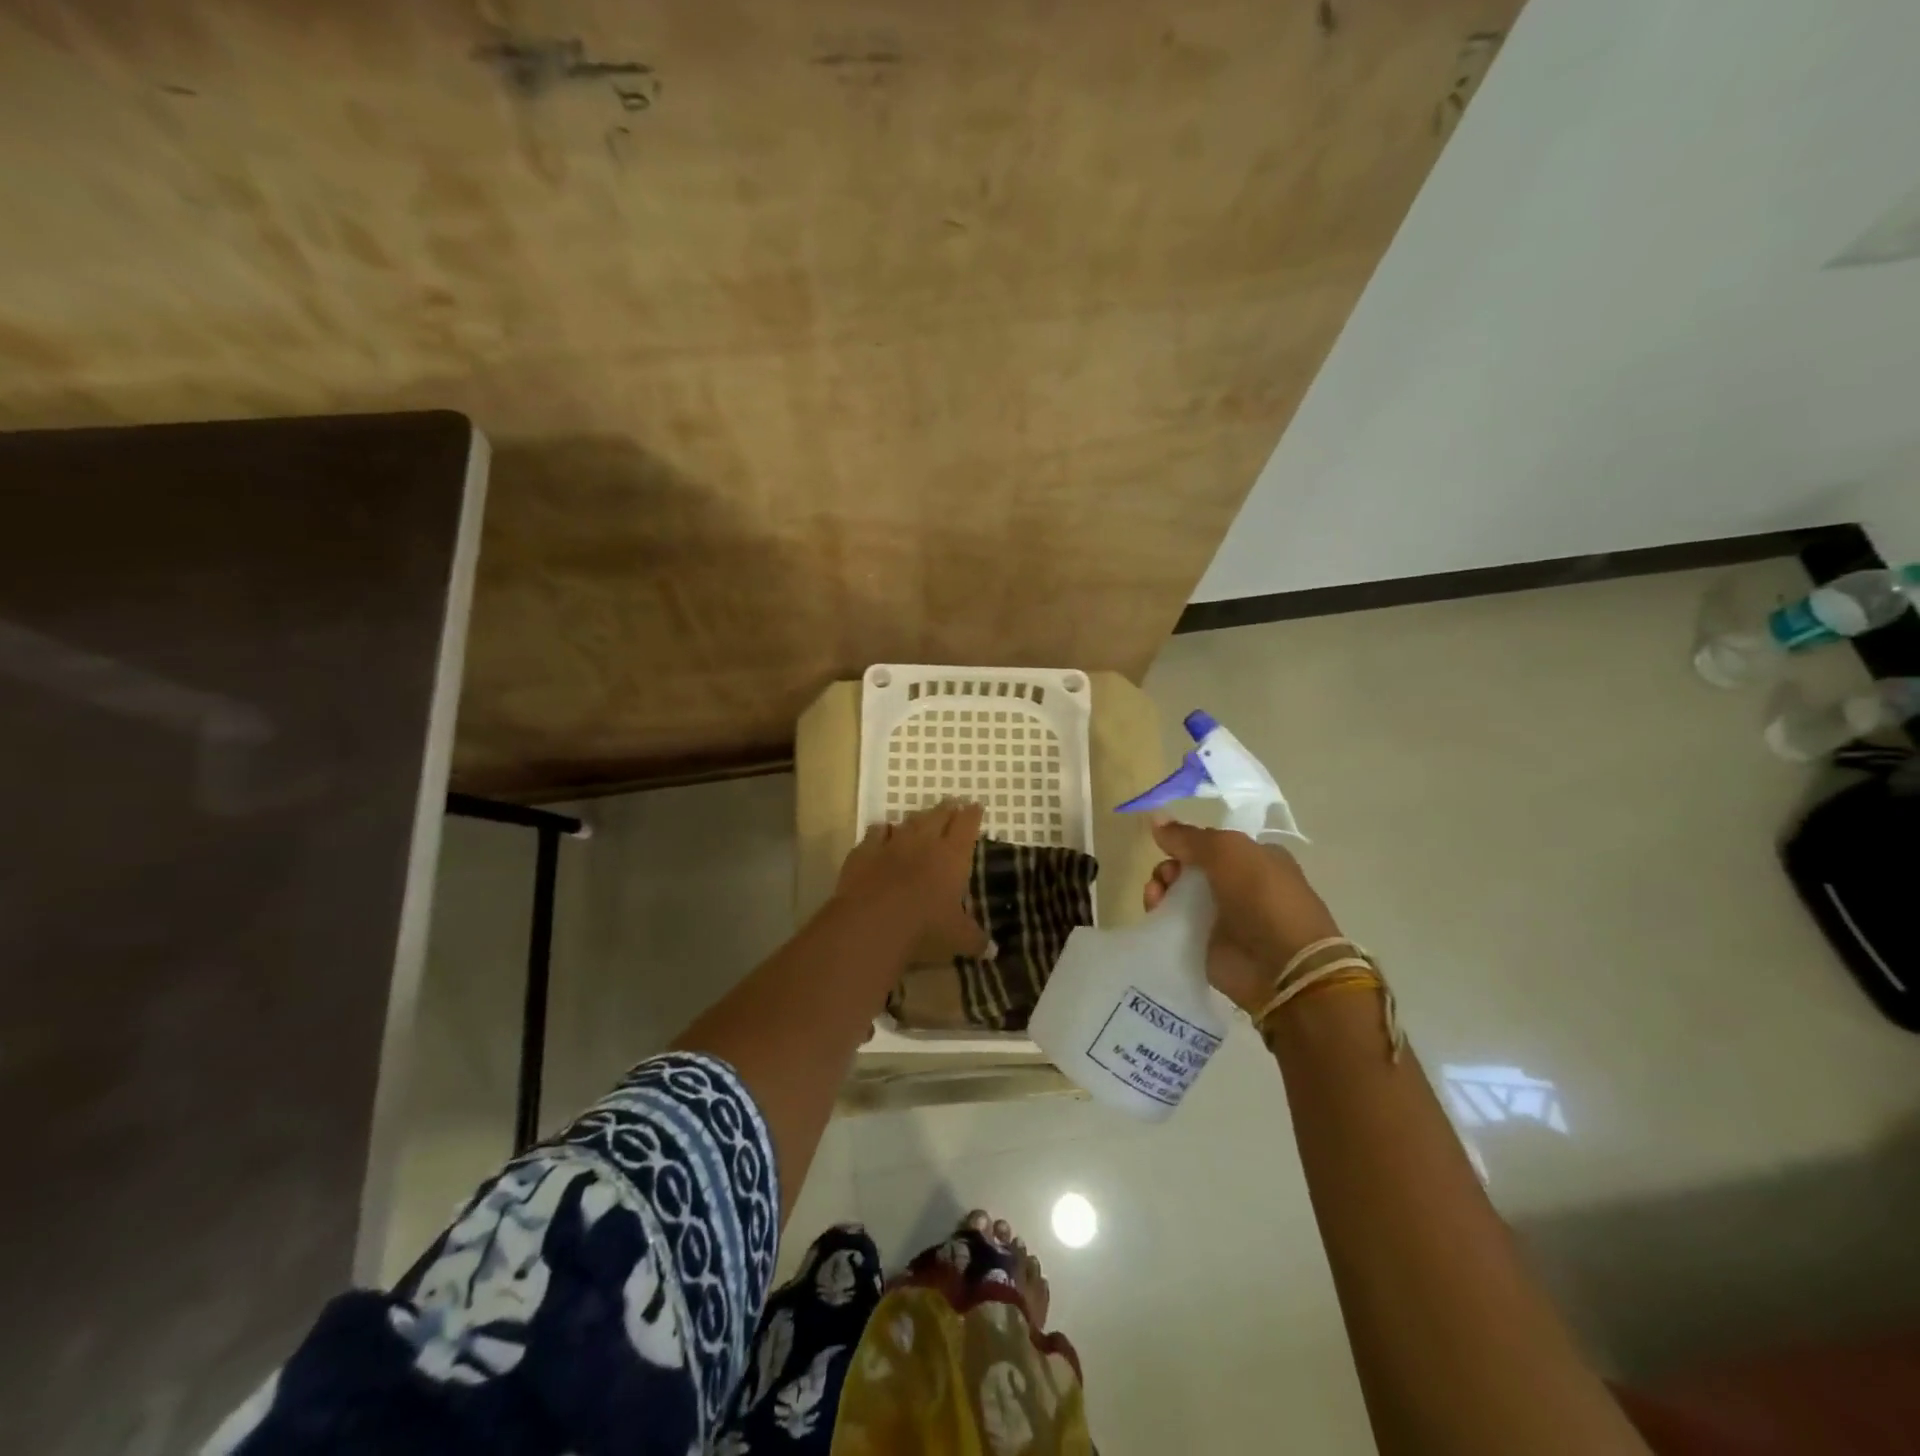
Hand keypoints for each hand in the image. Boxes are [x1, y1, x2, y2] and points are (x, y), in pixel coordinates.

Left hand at [833, 800, 989, 960]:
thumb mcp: (958, 939)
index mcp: (953, 856)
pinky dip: (882, 831)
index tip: (975, 806)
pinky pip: (875, 833)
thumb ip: (975, 940)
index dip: (972, 815)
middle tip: (951, 803)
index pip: (967, 826)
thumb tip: (991, 950)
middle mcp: (924, 842)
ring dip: (916, 818)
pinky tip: (882, 833)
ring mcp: (891, 843)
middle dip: (946, 809)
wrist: (873, 923)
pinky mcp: (864, 852)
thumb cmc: (925, 927)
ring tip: (920, 817)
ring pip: (907, 821)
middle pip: (938, 815)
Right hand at [1142, 821, 1341, 1012]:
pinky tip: (1154, 911)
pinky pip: (1175, 925)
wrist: (1281, 966)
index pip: (1212, 845)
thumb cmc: (1262, 896)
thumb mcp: (1227, 851)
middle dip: (1171, 867)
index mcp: (1256, 859)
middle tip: (1165, 875)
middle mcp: (1241, 887)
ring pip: (1180, 896)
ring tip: (1154, 894)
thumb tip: (1156, 819)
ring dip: (1162, 889)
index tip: (1168, 847)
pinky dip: (1161, 915)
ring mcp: (1225, 918)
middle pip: (1191, 869)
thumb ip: (1188, 836)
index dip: (1188, 843)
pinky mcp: (1208, 946)